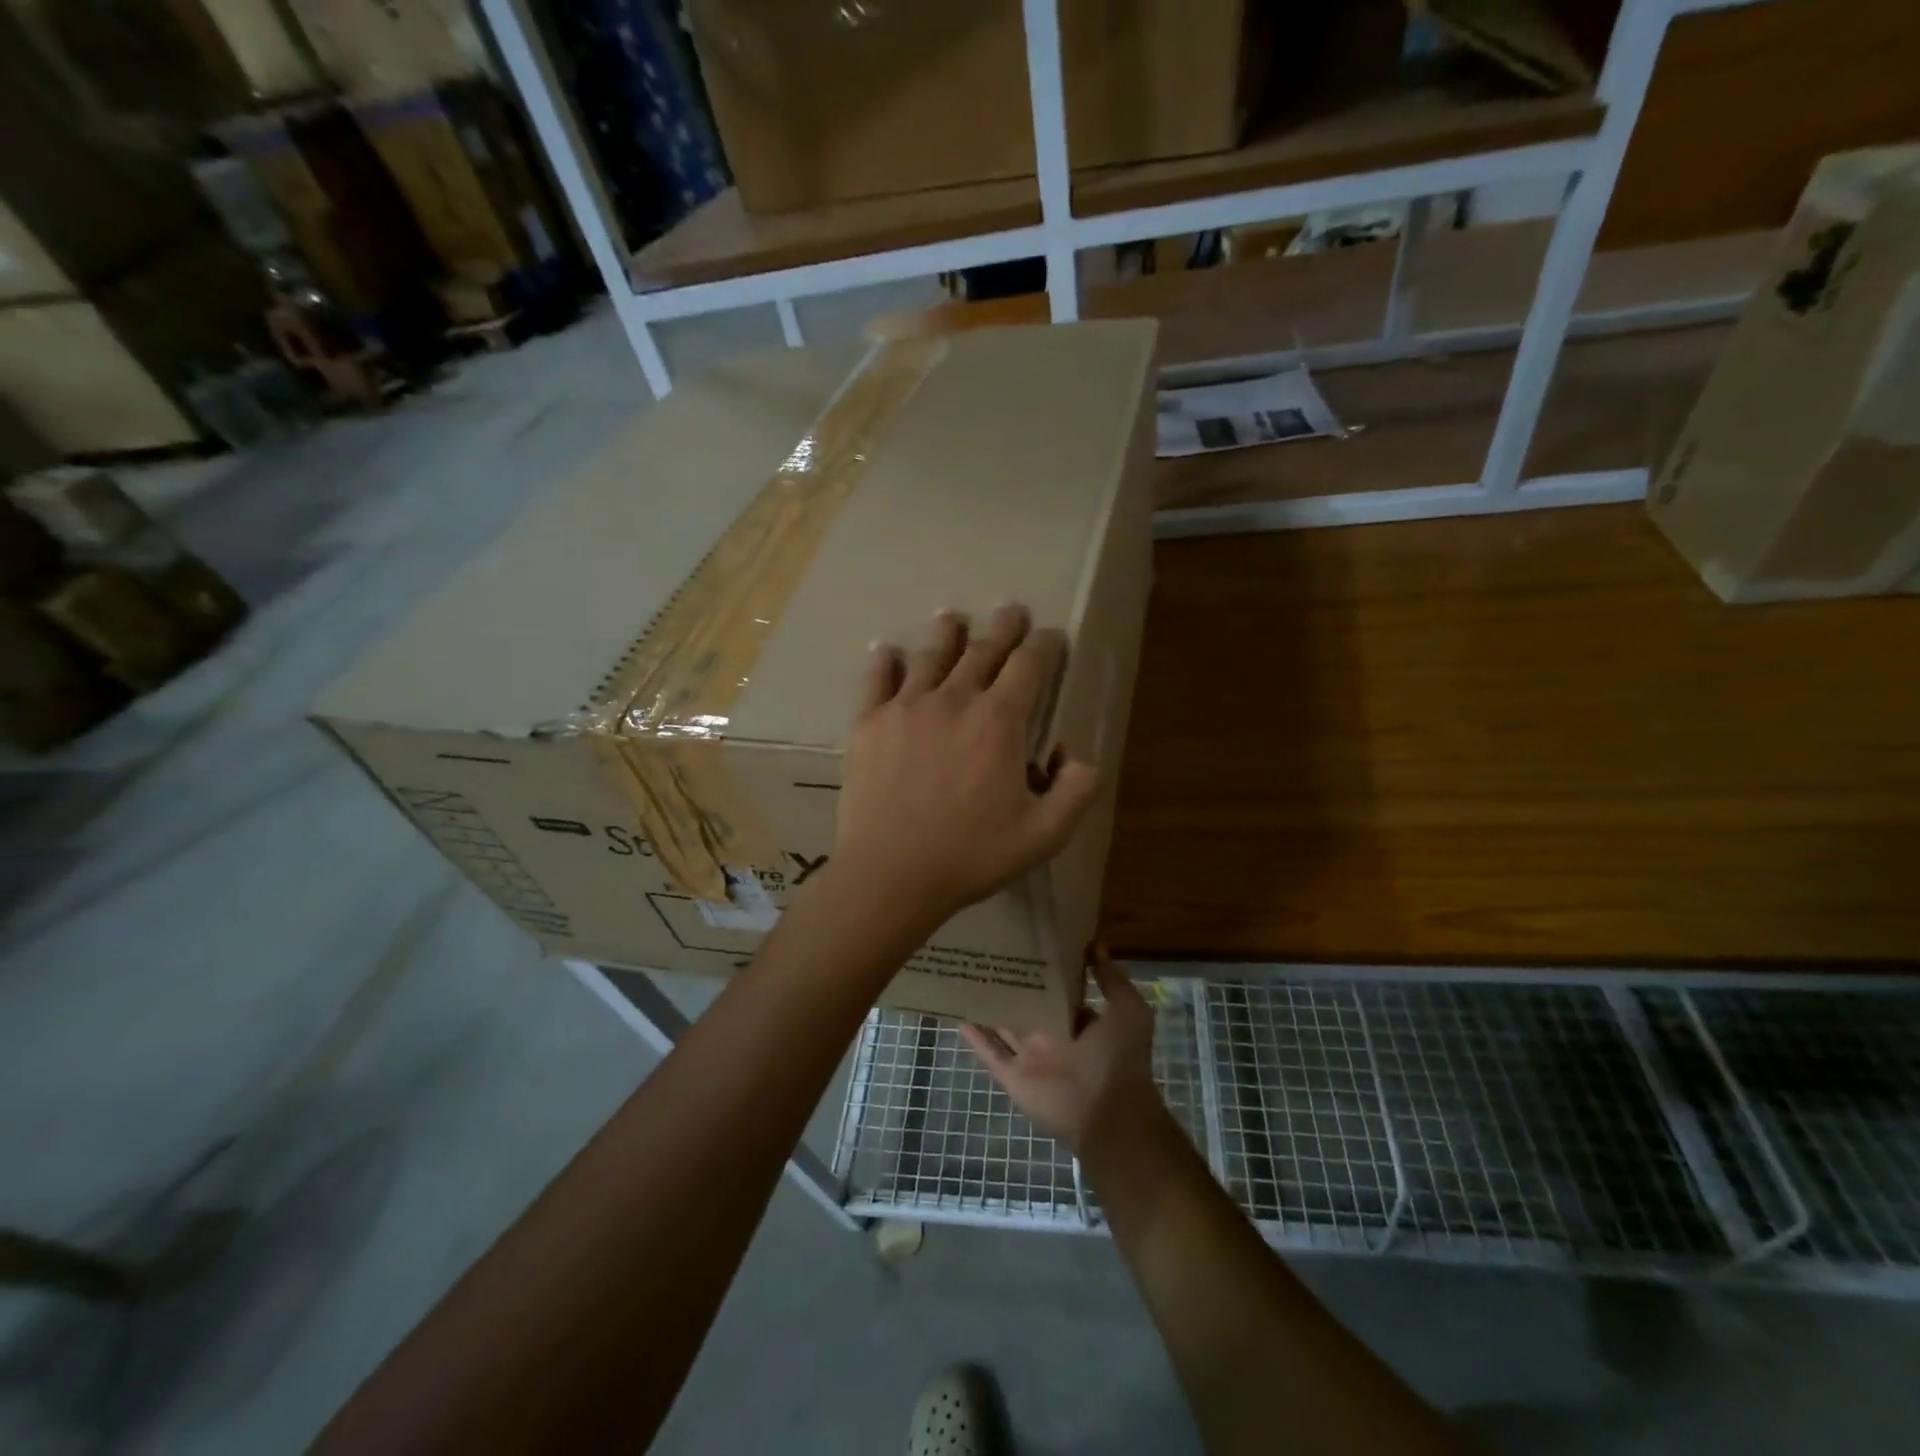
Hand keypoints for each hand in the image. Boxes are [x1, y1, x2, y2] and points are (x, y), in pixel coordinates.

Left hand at [832, 603, 1100, 933]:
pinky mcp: (869, 723)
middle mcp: (955, 699)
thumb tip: (1077, 756)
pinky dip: (884, 661)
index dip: (1045, 645)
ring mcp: (906, 707)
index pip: (1030, 665)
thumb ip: (1076, 791)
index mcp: (1000, 721)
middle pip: (983, 650)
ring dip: (947, 633)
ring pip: (931, 656)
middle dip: (1003, 628)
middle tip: (1011, 610)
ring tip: (951, 617)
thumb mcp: (1045, 835)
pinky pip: (877, 680)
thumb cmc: (971, 855)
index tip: (1051, 636)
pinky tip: (885, 650)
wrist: (891, 873)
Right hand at [960, 951, 1162, 1155]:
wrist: (1109, 1114)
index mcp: (1079, 1021)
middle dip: (1010, 983)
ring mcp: (1030, 1056)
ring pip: (1003, 1026)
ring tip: (965, 974)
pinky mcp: (1012, 1076)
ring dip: (987, 1005)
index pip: (1057, 990)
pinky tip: (957, 1013)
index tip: (1026, 941)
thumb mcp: (1128, 1010)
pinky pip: (989, 1052)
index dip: (1044, 969)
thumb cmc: (1120, 1058)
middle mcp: (1051, 1035)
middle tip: (987, 949)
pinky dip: (973, 1036)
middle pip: (1025, 1005)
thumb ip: (1111, 979)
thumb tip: (1096, 944)